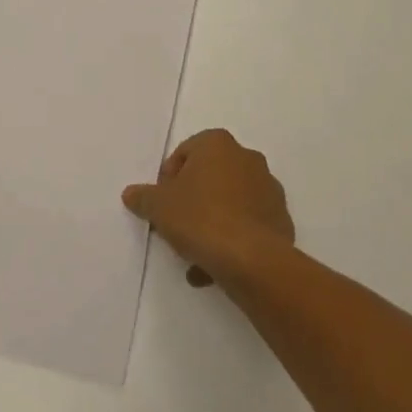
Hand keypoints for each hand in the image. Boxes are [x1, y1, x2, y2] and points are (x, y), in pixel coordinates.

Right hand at [122, 128, 294, 288]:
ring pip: (229, 203)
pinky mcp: (280, 218)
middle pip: (209, 177)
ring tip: (194, 256)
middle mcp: (247, 158)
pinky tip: (214, 268)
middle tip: (176, 227)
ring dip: (211, 224)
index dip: (168, 179)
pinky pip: (247, 225)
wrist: (251, 258)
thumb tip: (132, 193)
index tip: (161, 205)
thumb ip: (143, 197)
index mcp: (218, 144)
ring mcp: (268, 188)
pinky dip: (232, 240)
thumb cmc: (200, 218)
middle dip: (191, 202)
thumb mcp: (159, 207)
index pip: (185, 153)